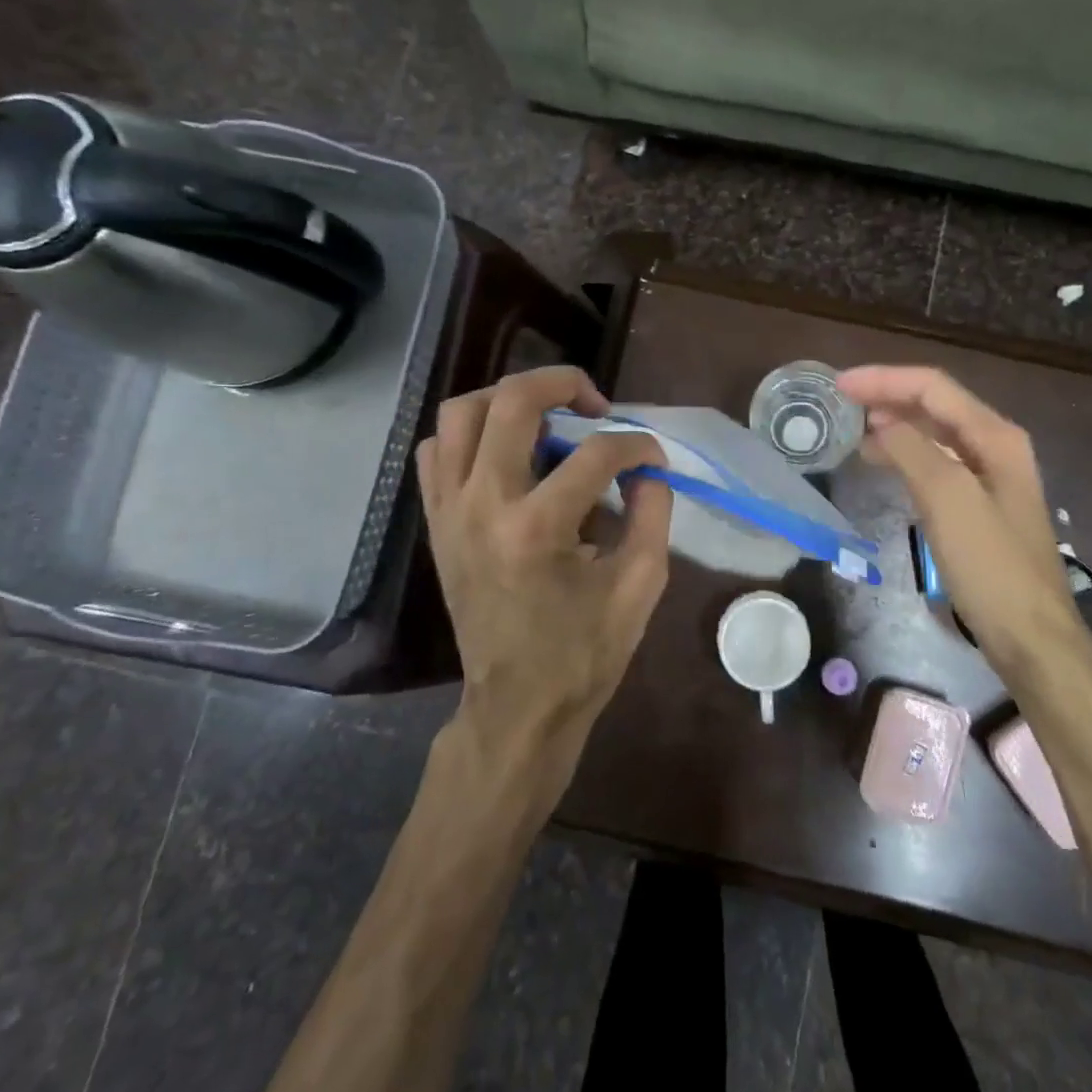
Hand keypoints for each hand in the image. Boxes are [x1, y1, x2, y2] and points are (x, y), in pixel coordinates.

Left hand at [417, 366, 673, 754]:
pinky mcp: (436, 523)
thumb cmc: (584, 654)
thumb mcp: (641, 586)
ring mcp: (449, 511)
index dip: (638, 446)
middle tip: (595, 403)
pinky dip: (470, 435)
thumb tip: (648, 470)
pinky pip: (437, 451)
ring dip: (507, 400)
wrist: (516, 707)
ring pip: (461, 413)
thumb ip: (654, 514)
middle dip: (563, 383)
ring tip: (546, 419)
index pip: (597, 453)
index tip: (654, 460)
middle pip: (511, 402)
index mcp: (537, 527)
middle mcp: (482, 505)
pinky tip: (504, 453)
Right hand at [837, 365, 1088, 670]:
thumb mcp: (948, 499)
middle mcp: (994, 446)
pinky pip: (935, 464)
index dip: (884, 379)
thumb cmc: (990, 565)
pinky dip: (905, 455)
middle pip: (934, 405)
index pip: (933, 387)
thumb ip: (912, 450)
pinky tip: (881, 463)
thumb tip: (879, 422)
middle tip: (840, 405)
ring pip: (934, 434)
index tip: (839, 385)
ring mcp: (988, 477)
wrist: (1030, 635)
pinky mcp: (978, 506)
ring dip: (894, 425)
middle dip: (887, 397)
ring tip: (852, 430)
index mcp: (995, 436)